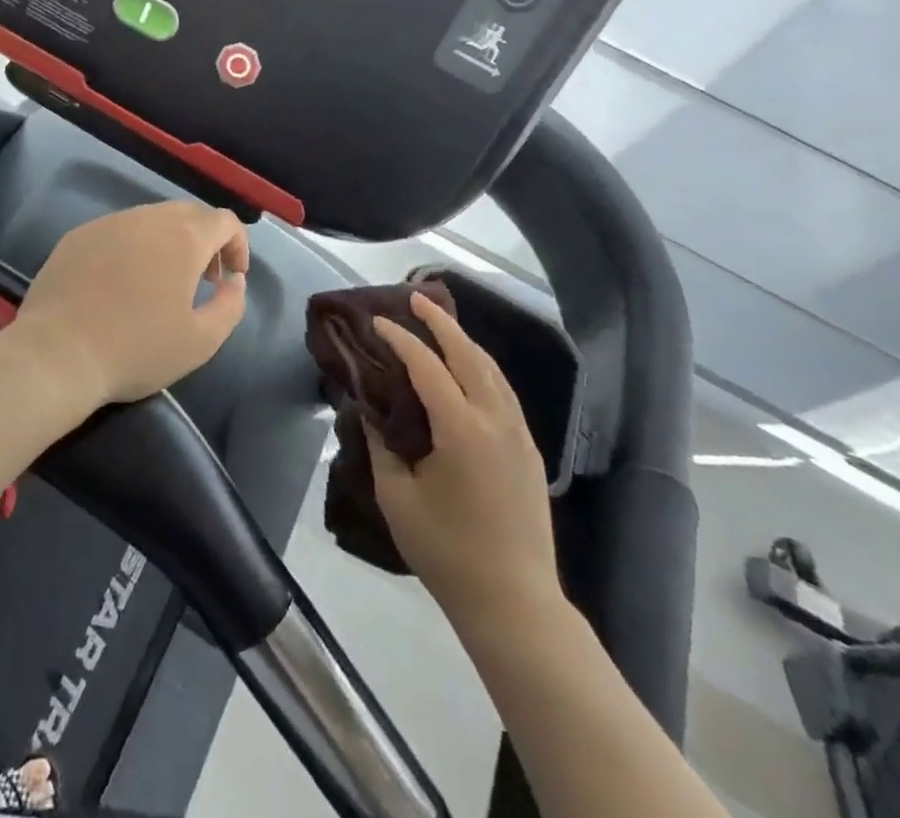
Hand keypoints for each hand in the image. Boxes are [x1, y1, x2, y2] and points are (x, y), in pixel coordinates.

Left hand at [8, 201, 249, 406]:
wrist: (58, 353)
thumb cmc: (136, 349)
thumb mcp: (201, 341)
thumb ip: (231, 305)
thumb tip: (234, 280)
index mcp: (184, 238)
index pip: (224, 221)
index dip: (237, 245)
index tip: (232, 277)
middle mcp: (148, 218)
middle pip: (189, 214)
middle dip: (205, 240)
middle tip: (202, 278)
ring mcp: (109, 223)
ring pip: (151, 219)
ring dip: (168, 242)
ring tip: (161, 282)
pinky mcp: (78, 236)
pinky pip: (117, 231)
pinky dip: (132, 247)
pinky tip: (119, 283)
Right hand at [367, 292, 564, 628]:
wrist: (514, 603)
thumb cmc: (448, 552)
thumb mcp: (398, 498)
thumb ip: (381, 446)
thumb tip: (370, 411)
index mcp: (463, 429)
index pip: (428, 366)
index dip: (401, 339)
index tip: (377, 322)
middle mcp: (496, 420)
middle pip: (469, 354)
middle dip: (441, 322)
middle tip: (415, 296)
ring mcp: (519, 434)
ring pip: (492, 370)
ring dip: (464, 341)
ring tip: (440, 323)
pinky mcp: (530, 451)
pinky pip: (503, 392)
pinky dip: (482, 367)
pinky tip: (468, 369)